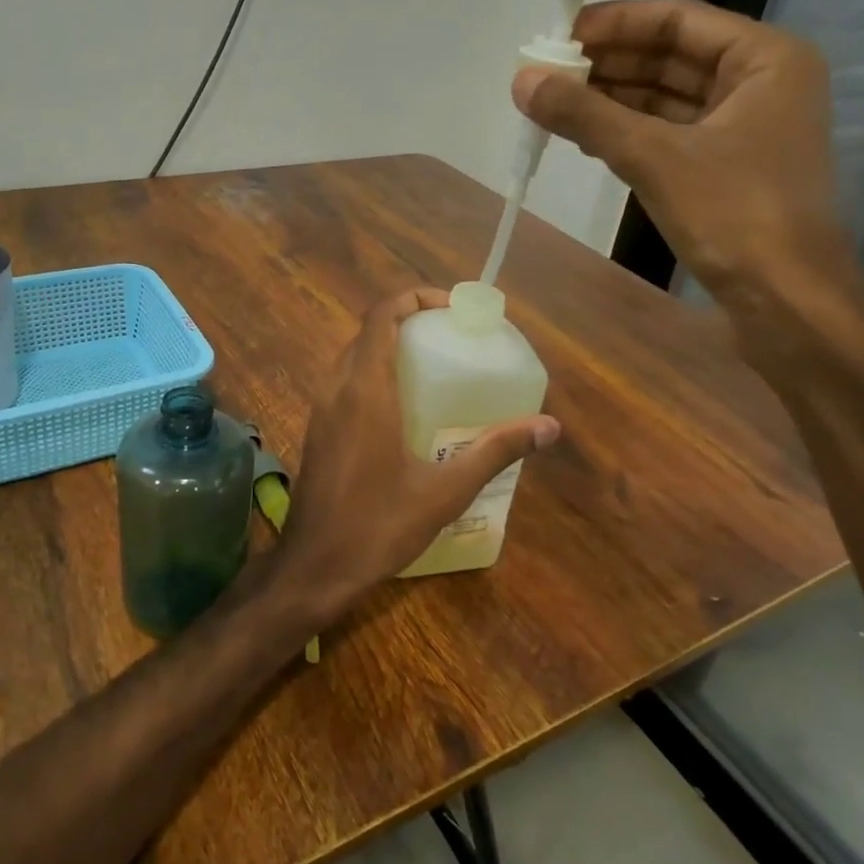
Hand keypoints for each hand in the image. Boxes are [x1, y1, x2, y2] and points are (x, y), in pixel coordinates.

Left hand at [271, 288, 559, 618]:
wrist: (314, 566)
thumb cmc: (378, 525)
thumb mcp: (445, 490)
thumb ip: (495, 451)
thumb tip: (549, 427)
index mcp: (366, 389)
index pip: (381, 315)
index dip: (414, 297)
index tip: (451, 308)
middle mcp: (337, 387)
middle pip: (369, 331)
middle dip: (409, 321)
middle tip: (451, 337)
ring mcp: (322, 408)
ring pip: (355, 355)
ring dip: (390, 347)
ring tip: (434, 366)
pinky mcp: (319, 428)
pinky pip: (346, 381)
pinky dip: (374, 373)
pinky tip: (406, 407)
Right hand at [513, 0, 847, 301]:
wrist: (786, 300)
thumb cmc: (733, 213)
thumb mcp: (653, 157)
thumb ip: (586, 114)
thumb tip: (522, 81)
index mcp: (765, 59)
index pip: (678, 21)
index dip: (615, 23)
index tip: (559, 36)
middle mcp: (760, 83)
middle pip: (671, 58)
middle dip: (608, 65)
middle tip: (547, 73)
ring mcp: (744, 129)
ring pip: (667, 99)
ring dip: (612, 100)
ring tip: (554, 103)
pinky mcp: (726, 168)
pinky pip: (668, 134)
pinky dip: (627, 132)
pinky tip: (585, 137)